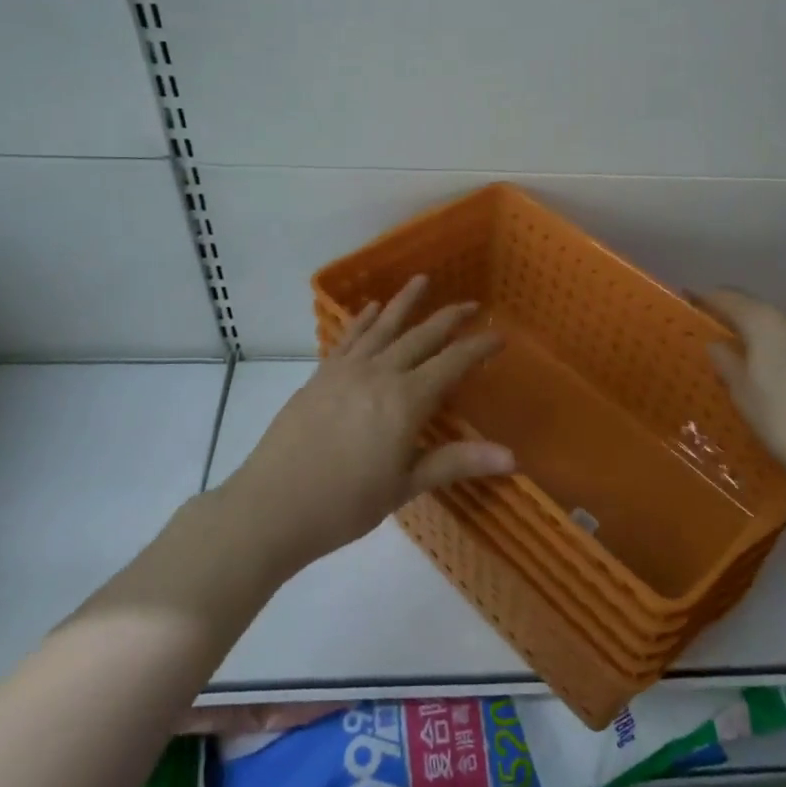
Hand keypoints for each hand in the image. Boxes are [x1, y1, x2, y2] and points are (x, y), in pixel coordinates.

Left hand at [218, 276, 513, 574]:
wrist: (272, 506)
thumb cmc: (345, 504)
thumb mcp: (405, 485)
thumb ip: (456, 462)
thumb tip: (512, 458)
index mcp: (406, 400)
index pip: (452, 363)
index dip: (478, 348)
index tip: (500, 336)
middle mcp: (379, 374)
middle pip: (421, 337)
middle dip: (449, 318)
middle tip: (472, 304)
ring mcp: (345, 371)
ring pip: (383, 327)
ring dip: (405, 302)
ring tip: (422, 280)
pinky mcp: (320, 376)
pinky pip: (348, 338)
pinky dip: (363, 320)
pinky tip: (371, 308)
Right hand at [697, 289, 785, 499]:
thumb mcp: (745, 399)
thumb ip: (728, 365)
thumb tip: (717, 344)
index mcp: (768, 323)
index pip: (730, 299)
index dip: (709, 298)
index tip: (693, 299)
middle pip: (767, 315)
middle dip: (752, 328)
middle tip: (739, 351)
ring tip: (781, 371)